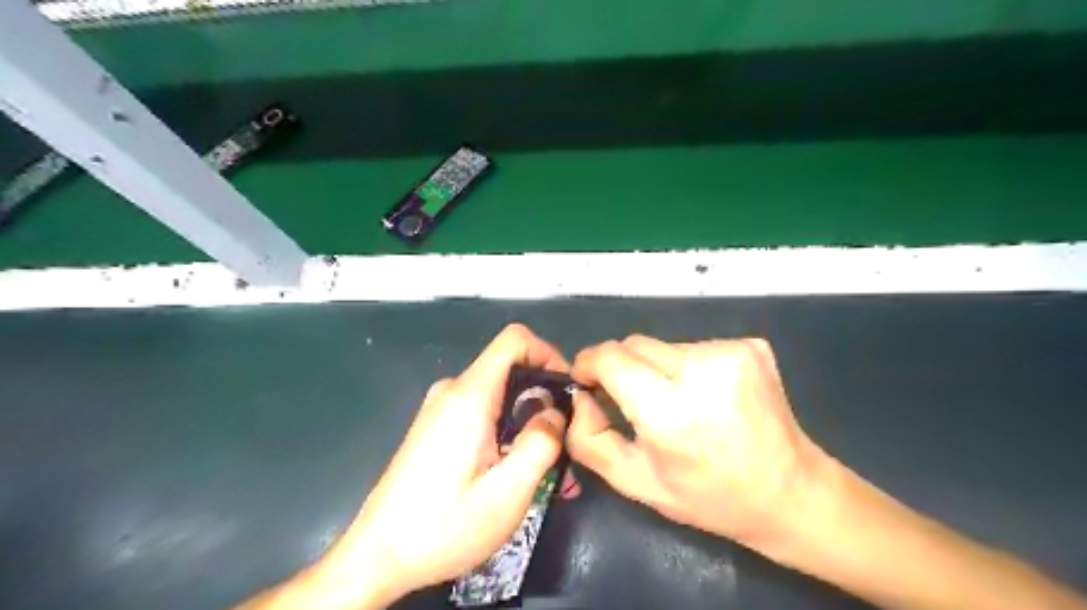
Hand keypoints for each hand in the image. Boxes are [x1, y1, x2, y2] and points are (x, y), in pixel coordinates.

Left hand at [239, 325, 575, 608]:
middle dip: (543, 399)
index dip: (548, 353)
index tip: (567, 390)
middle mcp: (452, 391)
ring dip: (527, 423)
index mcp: (469, 396)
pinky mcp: (436, 427)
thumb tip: (555, 412)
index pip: (514, 340)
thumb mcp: (508, 493)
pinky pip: (482, 413)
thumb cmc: (444, 526)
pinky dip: (506, 432)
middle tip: (564, 443)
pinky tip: (514, 471)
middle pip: (510, 370)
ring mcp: (441, 409)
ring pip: (499, 396)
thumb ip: (541, 443)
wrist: (377, 556)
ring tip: (547, 469)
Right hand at [569, 333, 823, 547]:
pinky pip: (694, 346)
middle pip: (634, 345)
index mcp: (671, 412)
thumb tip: (579, 397)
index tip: (586, 380)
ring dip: (657, 369)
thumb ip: (589, 439)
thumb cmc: (709, 496)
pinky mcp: (750, 346)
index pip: (610, 358)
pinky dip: (687, 367)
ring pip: (663, 346)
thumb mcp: (636, 482)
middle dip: (622, 368)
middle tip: (632, 400)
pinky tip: (706, 396)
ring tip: (678, 403)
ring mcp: (731, 353)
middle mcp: (702, 371)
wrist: (791, 492)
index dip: (589, 363)